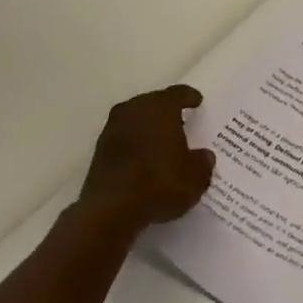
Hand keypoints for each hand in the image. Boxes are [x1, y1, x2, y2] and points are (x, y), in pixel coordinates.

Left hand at [78, 85, 215, 229]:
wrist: (111, 209)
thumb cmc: (160, 184)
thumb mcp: (195, 178)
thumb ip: (202, 163)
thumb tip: (204, 156)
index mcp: (160, 108)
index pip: (178, 94)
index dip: (189, 97)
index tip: (196, 101)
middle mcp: (134, 110)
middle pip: (153, 103)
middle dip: (167, 111)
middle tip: (181, 122)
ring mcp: (113, 129)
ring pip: (135, 120)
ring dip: (148, 127)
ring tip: (162, 141)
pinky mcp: (99, 150)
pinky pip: (124, 138)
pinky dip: (135, 143)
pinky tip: (144, 158)